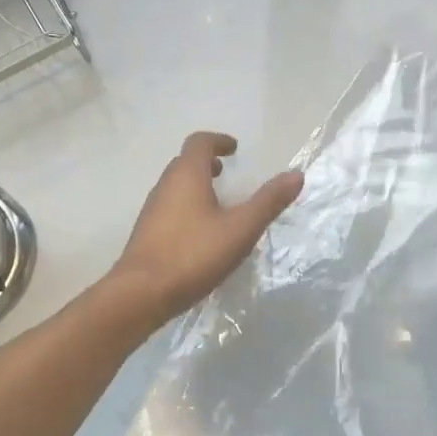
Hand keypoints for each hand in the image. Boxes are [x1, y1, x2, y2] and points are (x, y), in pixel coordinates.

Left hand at [110, 132, 303, 324]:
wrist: (140, 294)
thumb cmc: (193, 255)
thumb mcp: (240, 229)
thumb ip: (268, 201)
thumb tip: (296, 174)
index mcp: (187, 176)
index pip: (199, 143)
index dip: (218, 141)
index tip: (234, 149)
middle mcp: (165, 186)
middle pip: (184, 163)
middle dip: (206, 163)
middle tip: (225, 172)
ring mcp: (152, 210)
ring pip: (175, 186)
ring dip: (195, 185)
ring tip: (217, 202)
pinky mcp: (147, 233)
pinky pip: (169, 208)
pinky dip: (186, 206)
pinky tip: (200, 233)